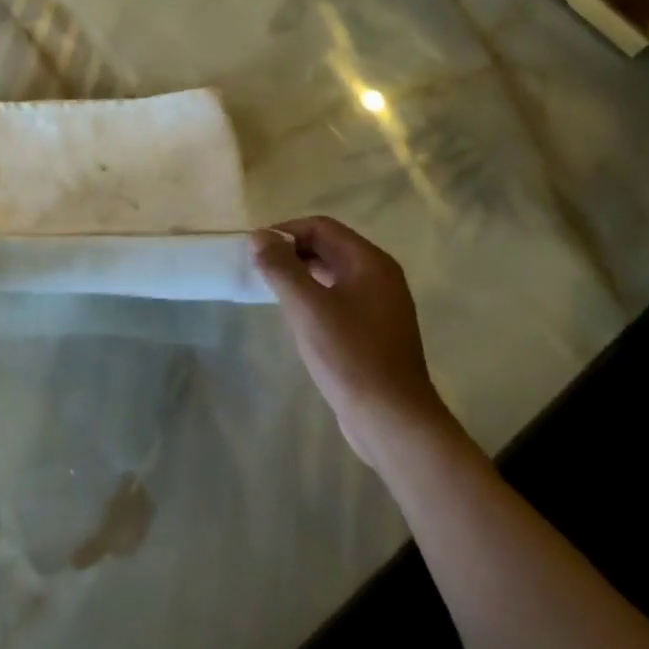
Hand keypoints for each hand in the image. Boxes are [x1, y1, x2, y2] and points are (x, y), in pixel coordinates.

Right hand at [253, 216, 449, 463]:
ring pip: (334, 274)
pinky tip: (297, 317)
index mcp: (370, 262)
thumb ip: (281, 267)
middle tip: (259, 268)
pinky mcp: (376, 332)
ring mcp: (381, 306)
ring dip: (302, 275)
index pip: (322, 227)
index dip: (286, 231)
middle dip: (292, 252)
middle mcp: (380, 277)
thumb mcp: (307, 307)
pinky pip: (340, 299)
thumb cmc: (350, 356)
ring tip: (272, 289)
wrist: (392, 421)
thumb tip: (260, 236)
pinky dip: (315, 297)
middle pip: (329, 247)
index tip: (256, 248)